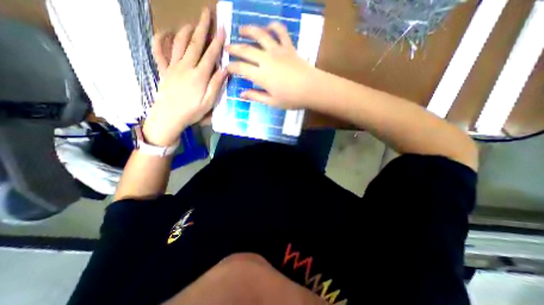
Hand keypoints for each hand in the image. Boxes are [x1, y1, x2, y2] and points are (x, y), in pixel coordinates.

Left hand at [142, 8, 227, 146]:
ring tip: (192, 22)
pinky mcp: (164, 70)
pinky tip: (164, 33)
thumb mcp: (209, 101)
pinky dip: (160, 40)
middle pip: (195, 43)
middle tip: (207, 13)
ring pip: (179, 43)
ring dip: (186, 30)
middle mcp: (186, 66)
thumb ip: (217, 84)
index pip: (210, 54)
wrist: (170, 117)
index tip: (222, 28)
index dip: (217, 41)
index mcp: (199, 75)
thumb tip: (225, 69)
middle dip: (202, 27)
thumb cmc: (192, 111)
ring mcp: (173, 67)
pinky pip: (159, 52)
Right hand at [225, 21, 318, 109]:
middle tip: (227, 47)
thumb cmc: (292, 99)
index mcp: (261, 75)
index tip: (226, 67)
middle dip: (234, 47)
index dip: (231, 67)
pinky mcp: (289, 47)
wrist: (312, 89)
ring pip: (260, 34)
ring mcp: (278, 50)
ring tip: (241, 30)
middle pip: (246, 49)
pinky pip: (281, 31)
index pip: (240, 68)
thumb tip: (241, 94)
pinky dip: (274, 27)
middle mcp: (266, 59)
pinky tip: (269, 27)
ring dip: (249, 30)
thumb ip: (256, 96)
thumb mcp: (272, 102)